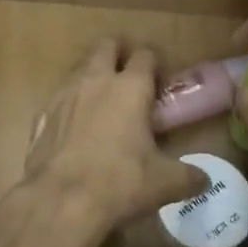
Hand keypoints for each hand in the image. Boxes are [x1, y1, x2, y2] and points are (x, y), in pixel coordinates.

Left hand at [21, 39, 207, 243]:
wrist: (60, 200)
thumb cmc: (120, 183)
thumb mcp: (164, 183)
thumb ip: (188, 176)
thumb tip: (204, 179)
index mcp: (130, 87)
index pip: (145, 55)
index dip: (154, 63)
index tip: (159, 81)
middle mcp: (96, 79)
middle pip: (106, 46)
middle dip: (118, 53)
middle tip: (128, 77)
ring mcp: (65, 93)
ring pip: (80, 67)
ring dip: (92, 75)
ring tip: (103, 101)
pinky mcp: (43, 113)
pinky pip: (60, 97)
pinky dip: (70, 104)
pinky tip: (76, 127)